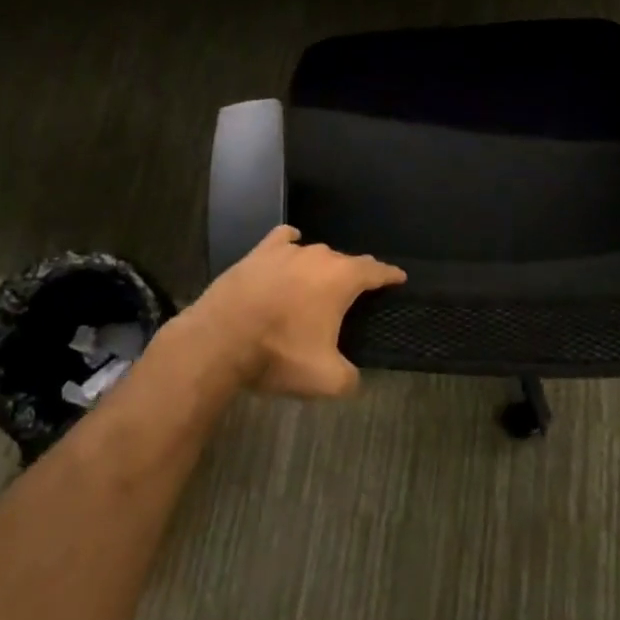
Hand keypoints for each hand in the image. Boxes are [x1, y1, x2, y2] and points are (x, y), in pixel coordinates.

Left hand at [184, 226, 405, 397]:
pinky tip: (290, 248)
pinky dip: (290, 244)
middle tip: (354, 296)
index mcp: (342, 279)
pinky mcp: (258, 253)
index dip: (389, 275)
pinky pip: (283, 240)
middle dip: (353, 276)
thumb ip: (350, 378)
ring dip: (321, 268)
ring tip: (319, 285)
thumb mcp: (326, 379)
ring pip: (314, 254)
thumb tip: (353, 378)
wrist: (220, 339)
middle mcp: (319, 256)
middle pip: (345, 261)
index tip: (399, 278)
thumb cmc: (279, 353)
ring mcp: (286, 251)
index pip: (375, 270)